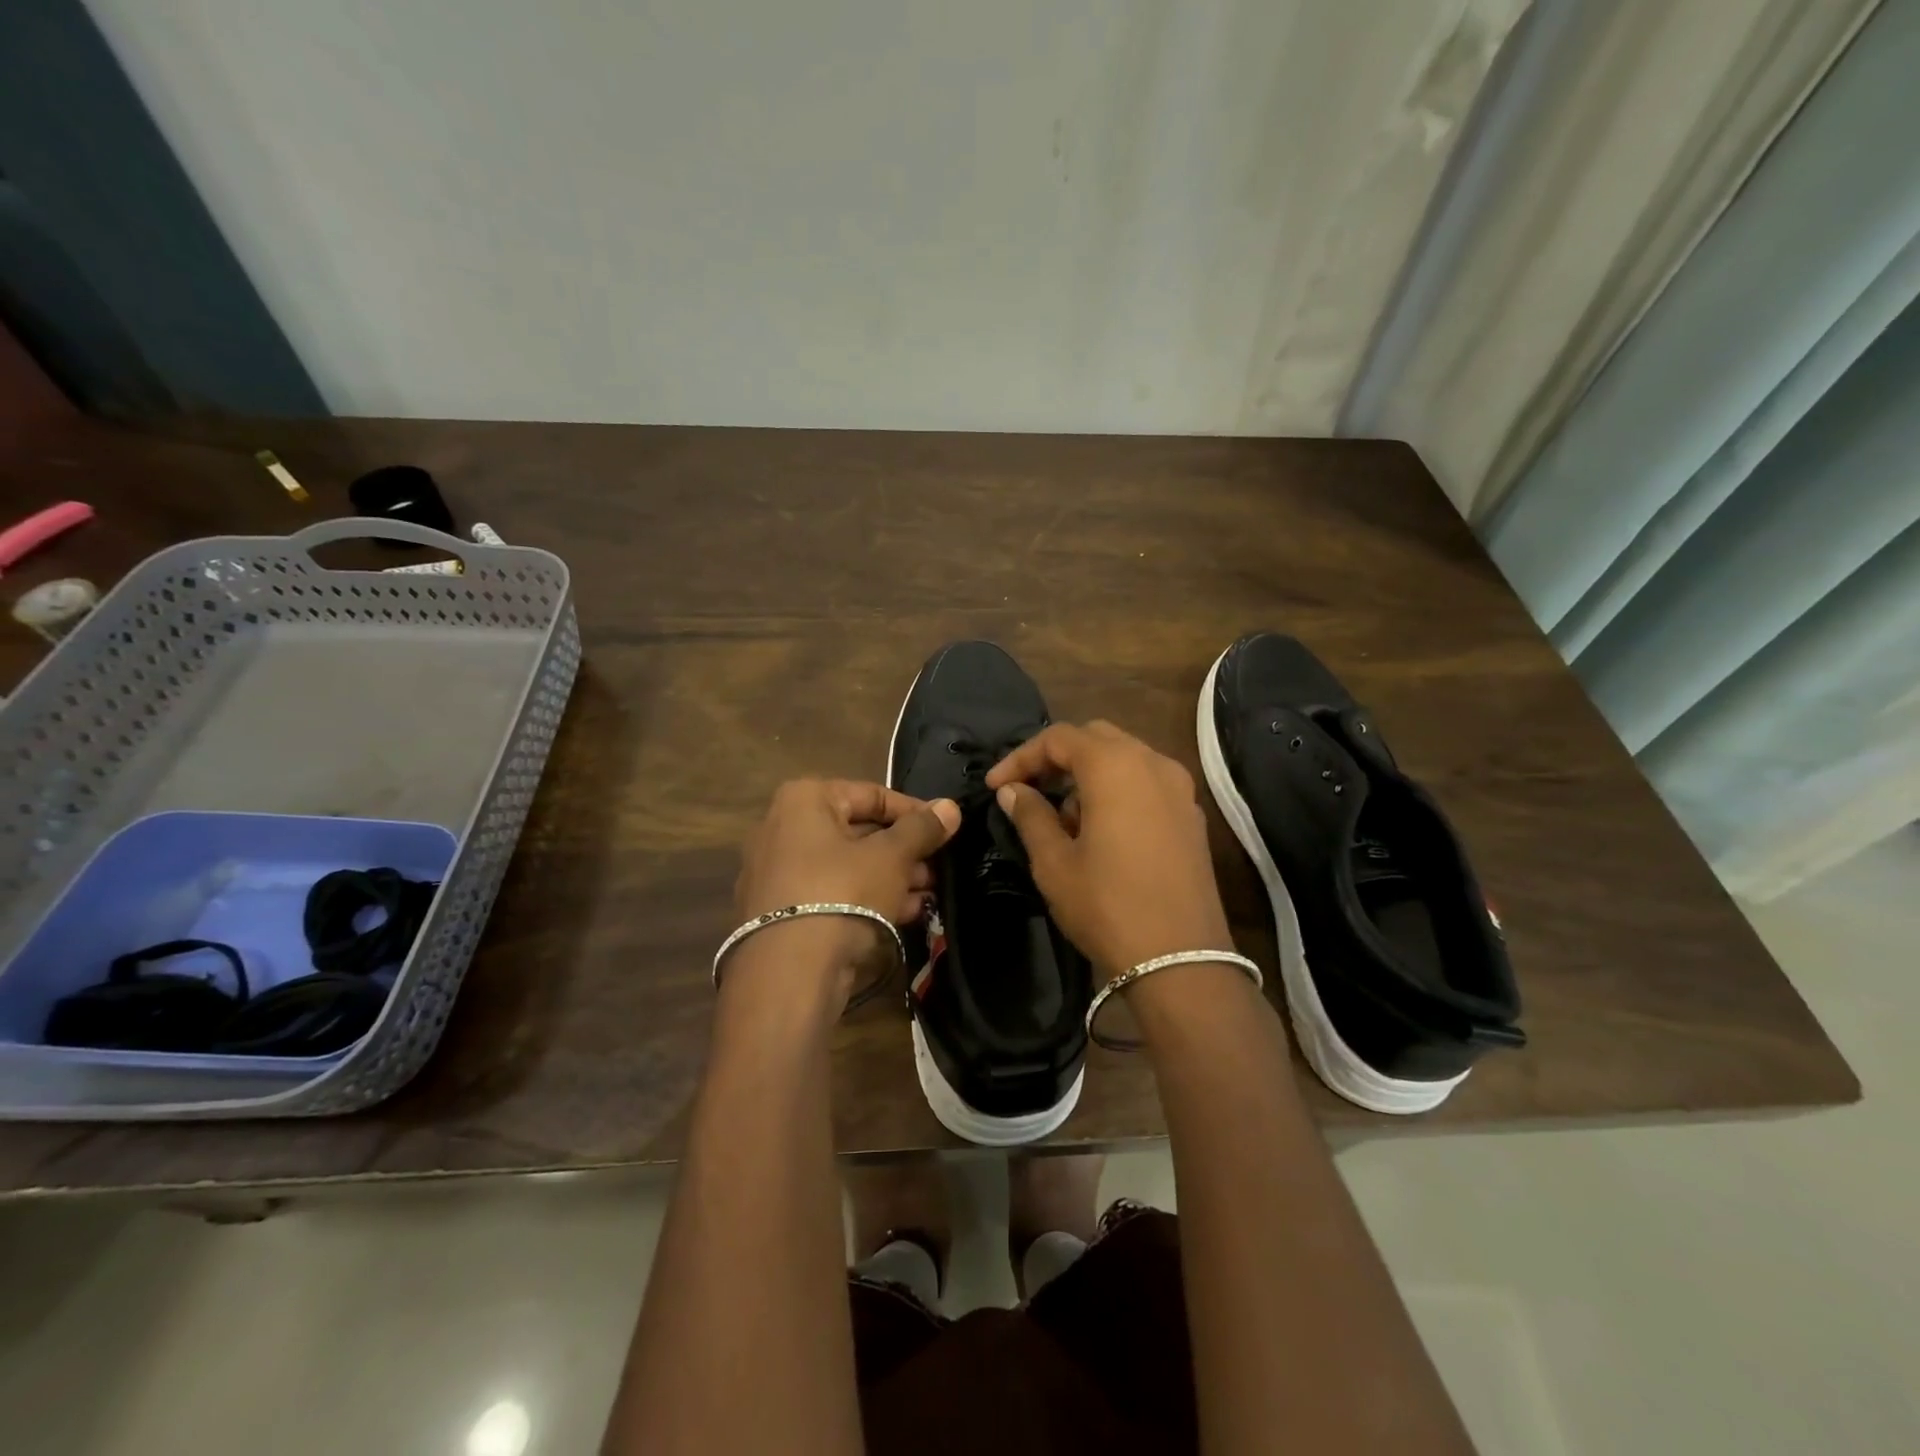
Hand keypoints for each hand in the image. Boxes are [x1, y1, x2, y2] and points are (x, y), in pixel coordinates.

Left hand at [734, 779, 960, 986]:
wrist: (790, 972)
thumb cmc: (843, 893)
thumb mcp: (892, 857)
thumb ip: (922, 829)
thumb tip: (950, 807)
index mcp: (805, 800)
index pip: (872, 794)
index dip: (915, 812)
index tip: (946, 830)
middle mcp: (783, 828)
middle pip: (859, 831)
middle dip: (904, 850)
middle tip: (939, 867)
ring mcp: (778, 872)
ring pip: (847, 865)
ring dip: (892, 877)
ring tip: (929, 894)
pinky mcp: (780, 911)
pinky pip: (832, 892)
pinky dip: (866, 897)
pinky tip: (904, 914)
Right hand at [987, 722, 1231, 980]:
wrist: (1182, 959)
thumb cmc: (1107, 906)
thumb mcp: (1055, 863)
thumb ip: (1031, 815)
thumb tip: (1012, 790)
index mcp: (1114, 766)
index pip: (1059, 738)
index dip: (1021, 757)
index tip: (996, 786)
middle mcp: (1152, 763)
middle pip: (1096, 738)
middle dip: (1057, 758)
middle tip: (1029, 790)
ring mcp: (1179, 788)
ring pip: (1125, 758)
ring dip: (1088, 774)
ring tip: (1063, 817)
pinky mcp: (1192, 814)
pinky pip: (1147, 782)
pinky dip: (1118, 789)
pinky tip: (1101, 830)